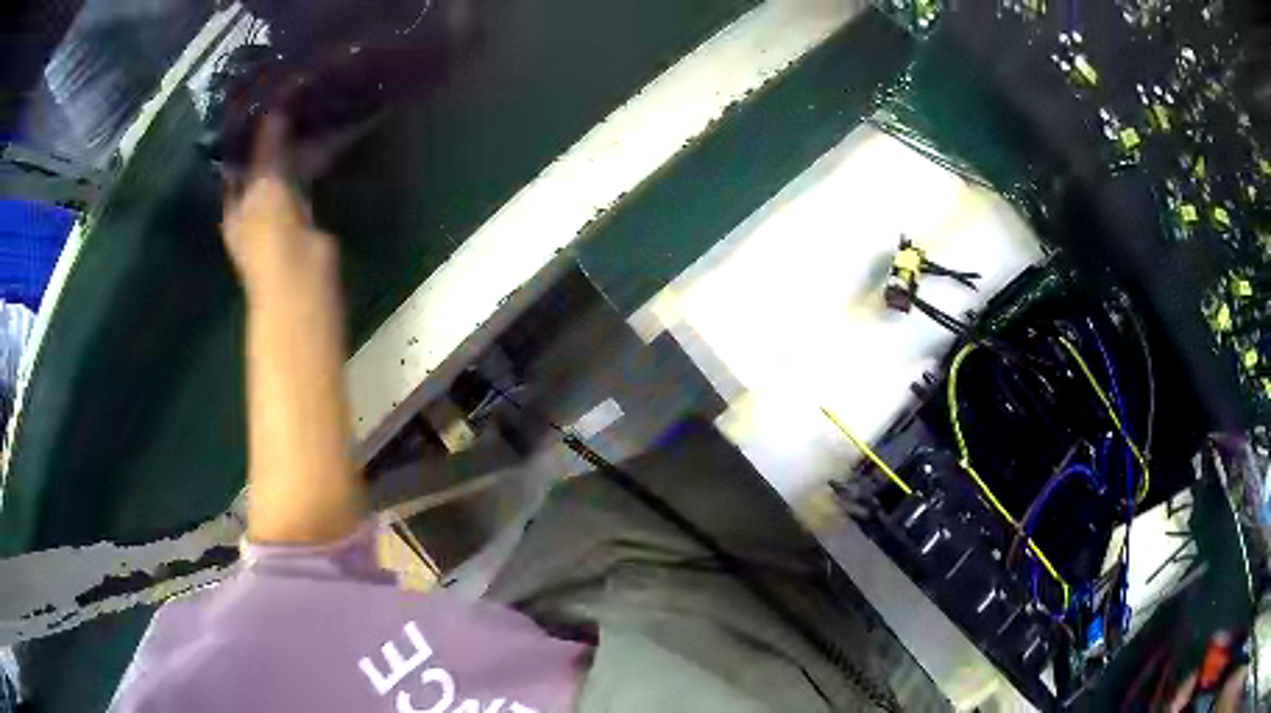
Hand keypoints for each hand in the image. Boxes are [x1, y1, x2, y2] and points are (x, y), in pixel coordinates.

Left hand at [221, 114, 338, 306]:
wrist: (302, 279)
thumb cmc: (270, 234)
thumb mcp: (265, 183)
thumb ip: (269, 144)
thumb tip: (276, 103)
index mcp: (233, 206)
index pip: (234, 165)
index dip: (244, 137)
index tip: (258, 105)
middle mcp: (252, 209)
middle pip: (259, 168)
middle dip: (271, 140)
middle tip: (288, 101)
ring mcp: (278, 215)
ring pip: (283, 174)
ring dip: (292, 150)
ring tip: (306, 111)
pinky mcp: (305, 218)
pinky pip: (305, 183)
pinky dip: (310, 164)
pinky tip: (321, 140)